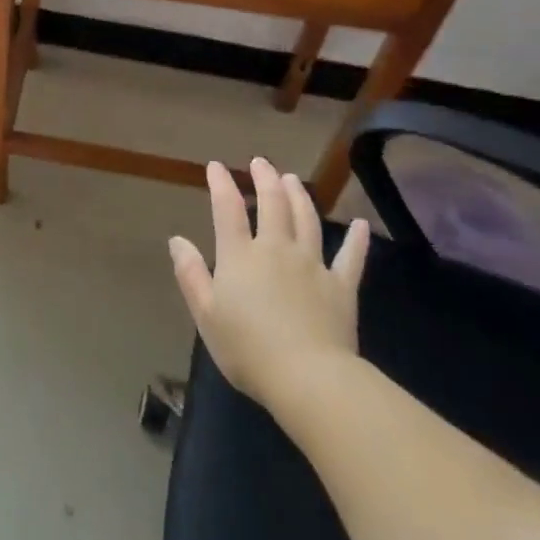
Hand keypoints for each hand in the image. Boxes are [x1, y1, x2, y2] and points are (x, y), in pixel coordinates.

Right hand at [168, 158, 371, 407]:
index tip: (216, 166)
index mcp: (240, 256)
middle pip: (273, 204)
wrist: (308, 377)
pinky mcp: (341, 286)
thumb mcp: (206, 314)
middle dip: (265, 179)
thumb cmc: (247, 349)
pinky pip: (351, 257)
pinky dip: (357, 240)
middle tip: (261, 162)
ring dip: (299, 196)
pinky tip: (362, 226)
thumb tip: (177, 240)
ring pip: (307, 220)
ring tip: (292, 179)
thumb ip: (191, 274)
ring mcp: (312, 265)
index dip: (221, 184)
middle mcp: (277, 249)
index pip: (228, 209)